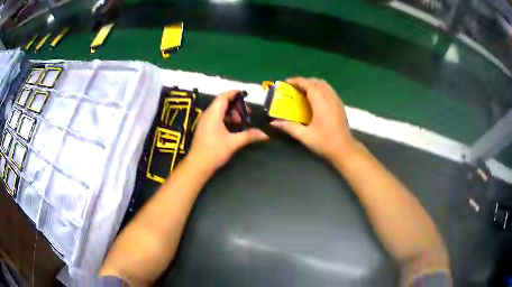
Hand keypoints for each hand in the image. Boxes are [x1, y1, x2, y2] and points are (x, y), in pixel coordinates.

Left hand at [188, 90, 268, 172]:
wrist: (197, 165)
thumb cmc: (214, 152)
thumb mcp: (233, 143)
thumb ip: (249, 136)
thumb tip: (265, 134)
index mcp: (213, 114)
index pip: (224, 96)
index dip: (234, 93)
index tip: (246, 95)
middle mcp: (208, 114)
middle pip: (222, 102)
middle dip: (236, 105)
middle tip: (247, 114)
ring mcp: (205, 121)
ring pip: (219, 110)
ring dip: (231, 113)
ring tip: (241, 122)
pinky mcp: (205, 128)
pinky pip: (216, 117)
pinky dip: (226, 118)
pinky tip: (233, 127)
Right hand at [271, 77, 356, 160]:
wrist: (344, 149)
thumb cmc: (325, 142)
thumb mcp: (305, 136)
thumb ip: (289, 127)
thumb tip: (274, 122)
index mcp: (321, 103)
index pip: (308, 85)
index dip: (297, 81)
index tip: (286, 82)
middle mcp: (330, 98)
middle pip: (316, 82)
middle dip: (304, 81)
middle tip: (293, 88)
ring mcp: (337, 100)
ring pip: (324, 84)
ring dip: (313, 84)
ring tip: (303, 91)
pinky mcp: (340, 104)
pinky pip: (329, 90)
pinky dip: (320, 88)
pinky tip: (315, 98)